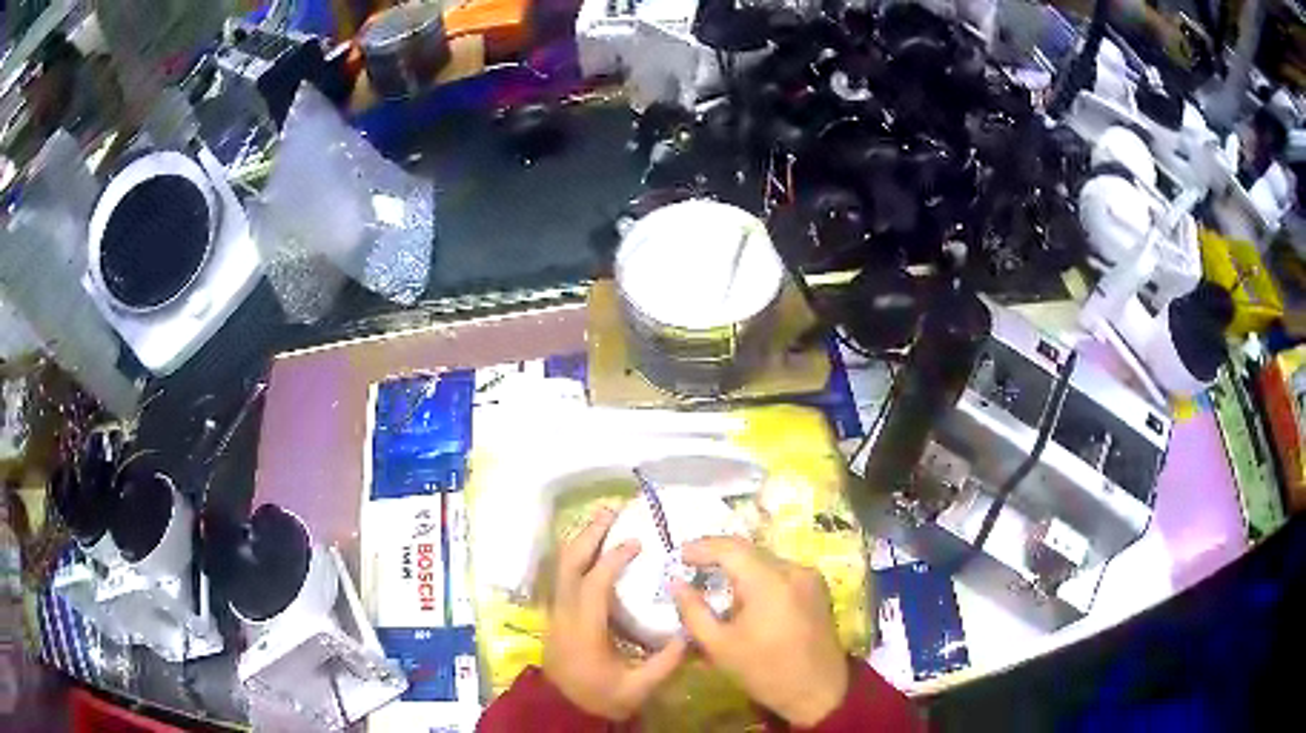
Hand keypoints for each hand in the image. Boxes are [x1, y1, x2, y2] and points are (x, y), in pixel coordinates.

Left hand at [543, 507, 686, 719]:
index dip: (613, 558)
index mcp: (584, 629)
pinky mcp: (556, 615)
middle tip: (612, 510)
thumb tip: (692, 633)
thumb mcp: (637, 687)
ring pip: (561, 566)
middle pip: (568, 563)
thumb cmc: (600, 698)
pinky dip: (577, 555)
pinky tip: (594, 549)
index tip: (637, 541)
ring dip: (581, 540)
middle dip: (589, 534)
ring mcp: (556, 612)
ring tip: (603, 520)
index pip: (594, 583)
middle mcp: (564, 613)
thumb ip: (666, 662)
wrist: (562, 709)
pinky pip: (562, 576)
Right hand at [671, 537, 848, 726]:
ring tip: (714, 582)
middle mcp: (793, 570)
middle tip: (691, 567)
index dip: (702, 547)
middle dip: (718, 556)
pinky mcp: (817, 588)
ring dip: (739, 567)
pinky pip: (780, 573)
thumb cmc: (765, 671)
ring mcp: (809, 577)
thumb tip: (676, 583)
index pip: (730, 548)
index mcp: (770, 581)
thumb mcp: (719, 646)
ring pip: (765, 561)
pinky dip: (758, 578)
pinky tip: (744, 596)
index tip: (679, 555)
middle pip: (749, 551)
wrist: (819, 690)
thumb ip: (693, 611)